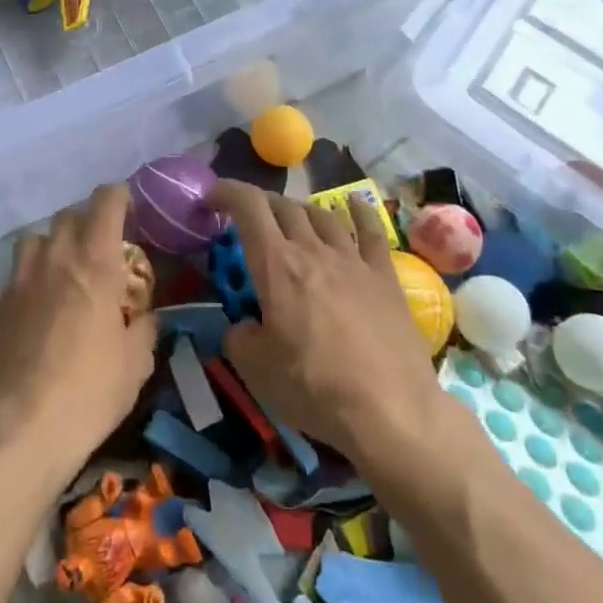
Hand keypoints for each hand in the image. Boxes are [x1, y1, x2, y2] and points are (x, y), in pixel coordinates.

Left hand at [0, 184, 156, 482]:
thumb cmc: (91, 391)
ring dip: (54, 244)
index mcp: (95, 263)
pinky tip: (38, 310)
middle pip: (69, 215)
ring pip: (36, 239)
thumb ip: (145, 328)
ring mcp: (20, 280)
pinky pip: (16, 277)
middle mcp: (55, 259)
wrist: (24, 428)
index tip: (130, 207)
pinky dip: (31, 280)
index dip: (120, 196)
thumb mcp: (136, 363)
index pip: (106, 202)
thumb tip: (148, 316)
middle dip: (88, 221)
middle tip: (102, 247)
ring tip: (65, 271)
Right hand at [210, 181, 444, 462]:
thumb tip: (243, 326)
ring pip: (322, 215)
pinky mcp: (385, 276)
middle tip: (248, 219)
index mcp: (276, 265)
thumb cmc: (314, 387)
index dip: (227, 191)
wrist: (391, 410)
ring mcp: (353, 260)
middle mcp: (313, 250)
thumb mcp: (254, 369)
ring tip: (291, 218)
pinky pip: (371, 231)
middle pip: (284, 207)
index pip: (248, 207)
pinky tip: (353, 203)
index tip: (212, 196)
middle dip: (260, 205)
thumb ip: (239, 337)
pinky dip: (358, 211)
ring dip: (300, 210)